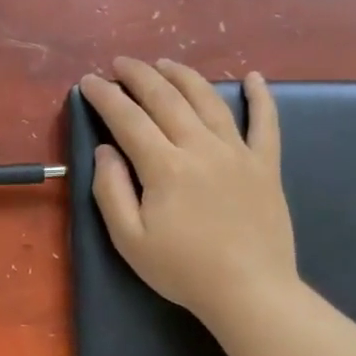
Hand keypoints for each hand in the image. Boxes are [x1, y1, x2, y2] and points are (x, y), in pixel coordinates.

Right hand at [82, 59, 297, 329]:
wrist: (250, 292)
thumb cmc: (182, 269)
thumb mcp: (128, 238)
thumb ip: (111, 190)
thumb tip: (105, 151)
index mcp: (165, 167)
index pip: (128, 119)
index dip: (106, 97)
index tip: (89, 82)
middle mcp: (201, 148)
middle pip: (167, 99)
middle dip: (140, 76)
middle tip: (121, 63)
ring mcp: (238, 153)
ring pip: (209, 101)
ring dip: (184, 77)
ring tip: (165, 63)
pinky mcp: (266, 166)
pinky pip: (266, 123)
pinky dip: (261, 97)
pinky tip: (253, 77)